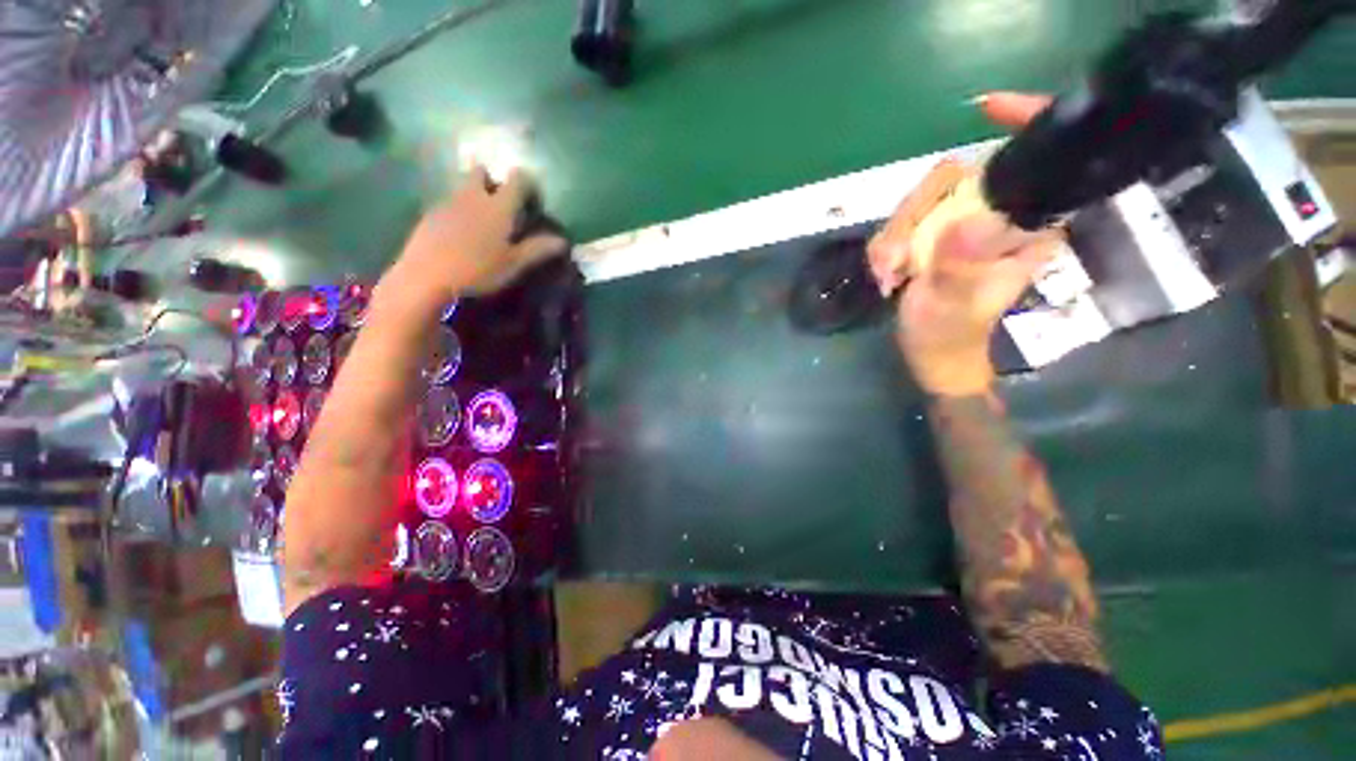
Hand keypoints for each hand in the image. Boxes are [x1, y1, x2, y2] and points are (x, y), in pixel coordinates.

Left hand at [382, 166, 566, 308]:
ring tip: (482, 222)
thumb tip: (563, 241)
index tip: (534, 200)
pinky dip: (459, 210)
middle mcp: (473, 196)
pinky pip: (449, 202)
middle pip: (482, 171)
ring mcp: (448, 202)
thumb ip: (538, 249)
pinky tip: (460, 234)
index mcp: (498, 206)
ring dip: (475, 194)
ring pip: (463, 186)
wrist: (427, 277)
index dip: (528, 184)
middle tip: (502, 205)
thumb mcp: (514, 264)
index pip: (517, 179)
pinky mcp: (430, 213)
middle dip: (493, 181)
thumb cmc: (479, 270)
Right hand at [867, 92, 1061, 396]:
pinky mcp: (934, 234)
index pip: (1037, 161)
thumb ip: (959, 268)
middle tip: (894, 260)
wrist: (932, 353)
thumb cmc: (949, 336)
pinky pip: (902, 221)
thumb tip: (961, 225)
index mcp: (1025, 228)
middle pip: (954, 177)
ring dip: (893, 237)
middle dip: (914, 214)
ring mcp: (960, 224)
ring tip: (887, 275)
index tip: (988, 108)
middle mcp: (996, 216)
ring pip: (921, 199)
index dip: (1024, 122)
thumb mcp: (952, 306)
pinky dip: (886, 246)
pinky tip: (886, 274)